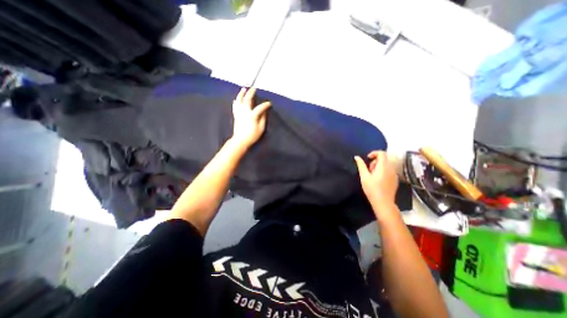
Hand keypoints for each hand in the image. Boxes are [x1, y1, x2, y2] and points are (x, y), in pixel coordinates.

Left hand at [232, 87, 271, 147]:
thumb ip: (263, 119)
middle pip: (247, 99)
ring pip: (239, 101)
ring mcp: (239, 113)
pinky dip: (235, 102)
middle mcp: (245, 112)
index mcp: (252, 115)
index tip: (269, 103)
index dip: (265, 105)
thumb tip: (264, 112)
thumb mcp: (261, 128)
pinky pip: (235, 107)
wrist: (240, 140)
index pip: (260, 107)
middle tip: (254, 88)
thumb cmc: (252, 135)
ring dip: (241, 94)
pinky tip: (235, 99)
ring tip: (243, 89)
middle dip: (251, 93)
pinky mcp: (236, 116)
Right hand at [353, 152, 397, 211]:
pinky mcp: (395, 179)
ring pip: (386, 165)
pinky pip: (389, 170)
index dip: (374, 153)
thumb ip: (361, 165)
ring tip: (372, 176)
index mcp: (383, 166)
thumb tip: (357, 157)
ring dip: (378, 166)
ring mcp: (394, 174)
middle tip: (368, 170)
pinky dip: (383, 171)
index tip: (368, 159)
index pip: (381, 153)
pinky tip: (378, 180)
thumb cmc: (372, 189)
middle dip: (375, 161)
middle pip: (383, 159)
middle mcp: (391, 168)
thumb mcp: (364, 176)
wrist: (383, 203)